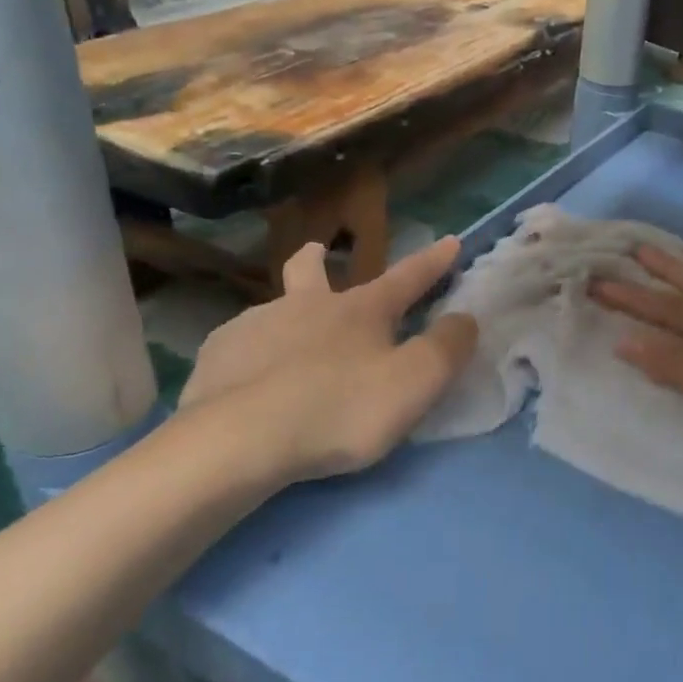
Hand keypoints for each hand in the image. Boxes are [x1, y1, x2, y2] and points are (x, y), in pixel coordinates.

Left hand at [178, 236, 476, 489]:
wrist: (241, 440)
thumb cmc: (341, 408)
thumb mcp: (415, 382)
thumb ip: (447, 348)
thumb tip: (465, 318)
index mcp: (360, 310)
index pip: (407, 277)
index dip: (433, 261)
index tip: (451, 241)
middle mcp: (306, 305)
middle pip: (312, 270)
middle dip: (321, 258)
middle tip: (321, 252)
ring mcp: (255, 327)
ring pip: (272, 308)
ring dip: (284, 312)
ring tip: (286, 342)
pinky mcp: (217, 358)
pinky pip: (238, 347)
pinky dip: (250, 354)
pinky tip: (247, 380)